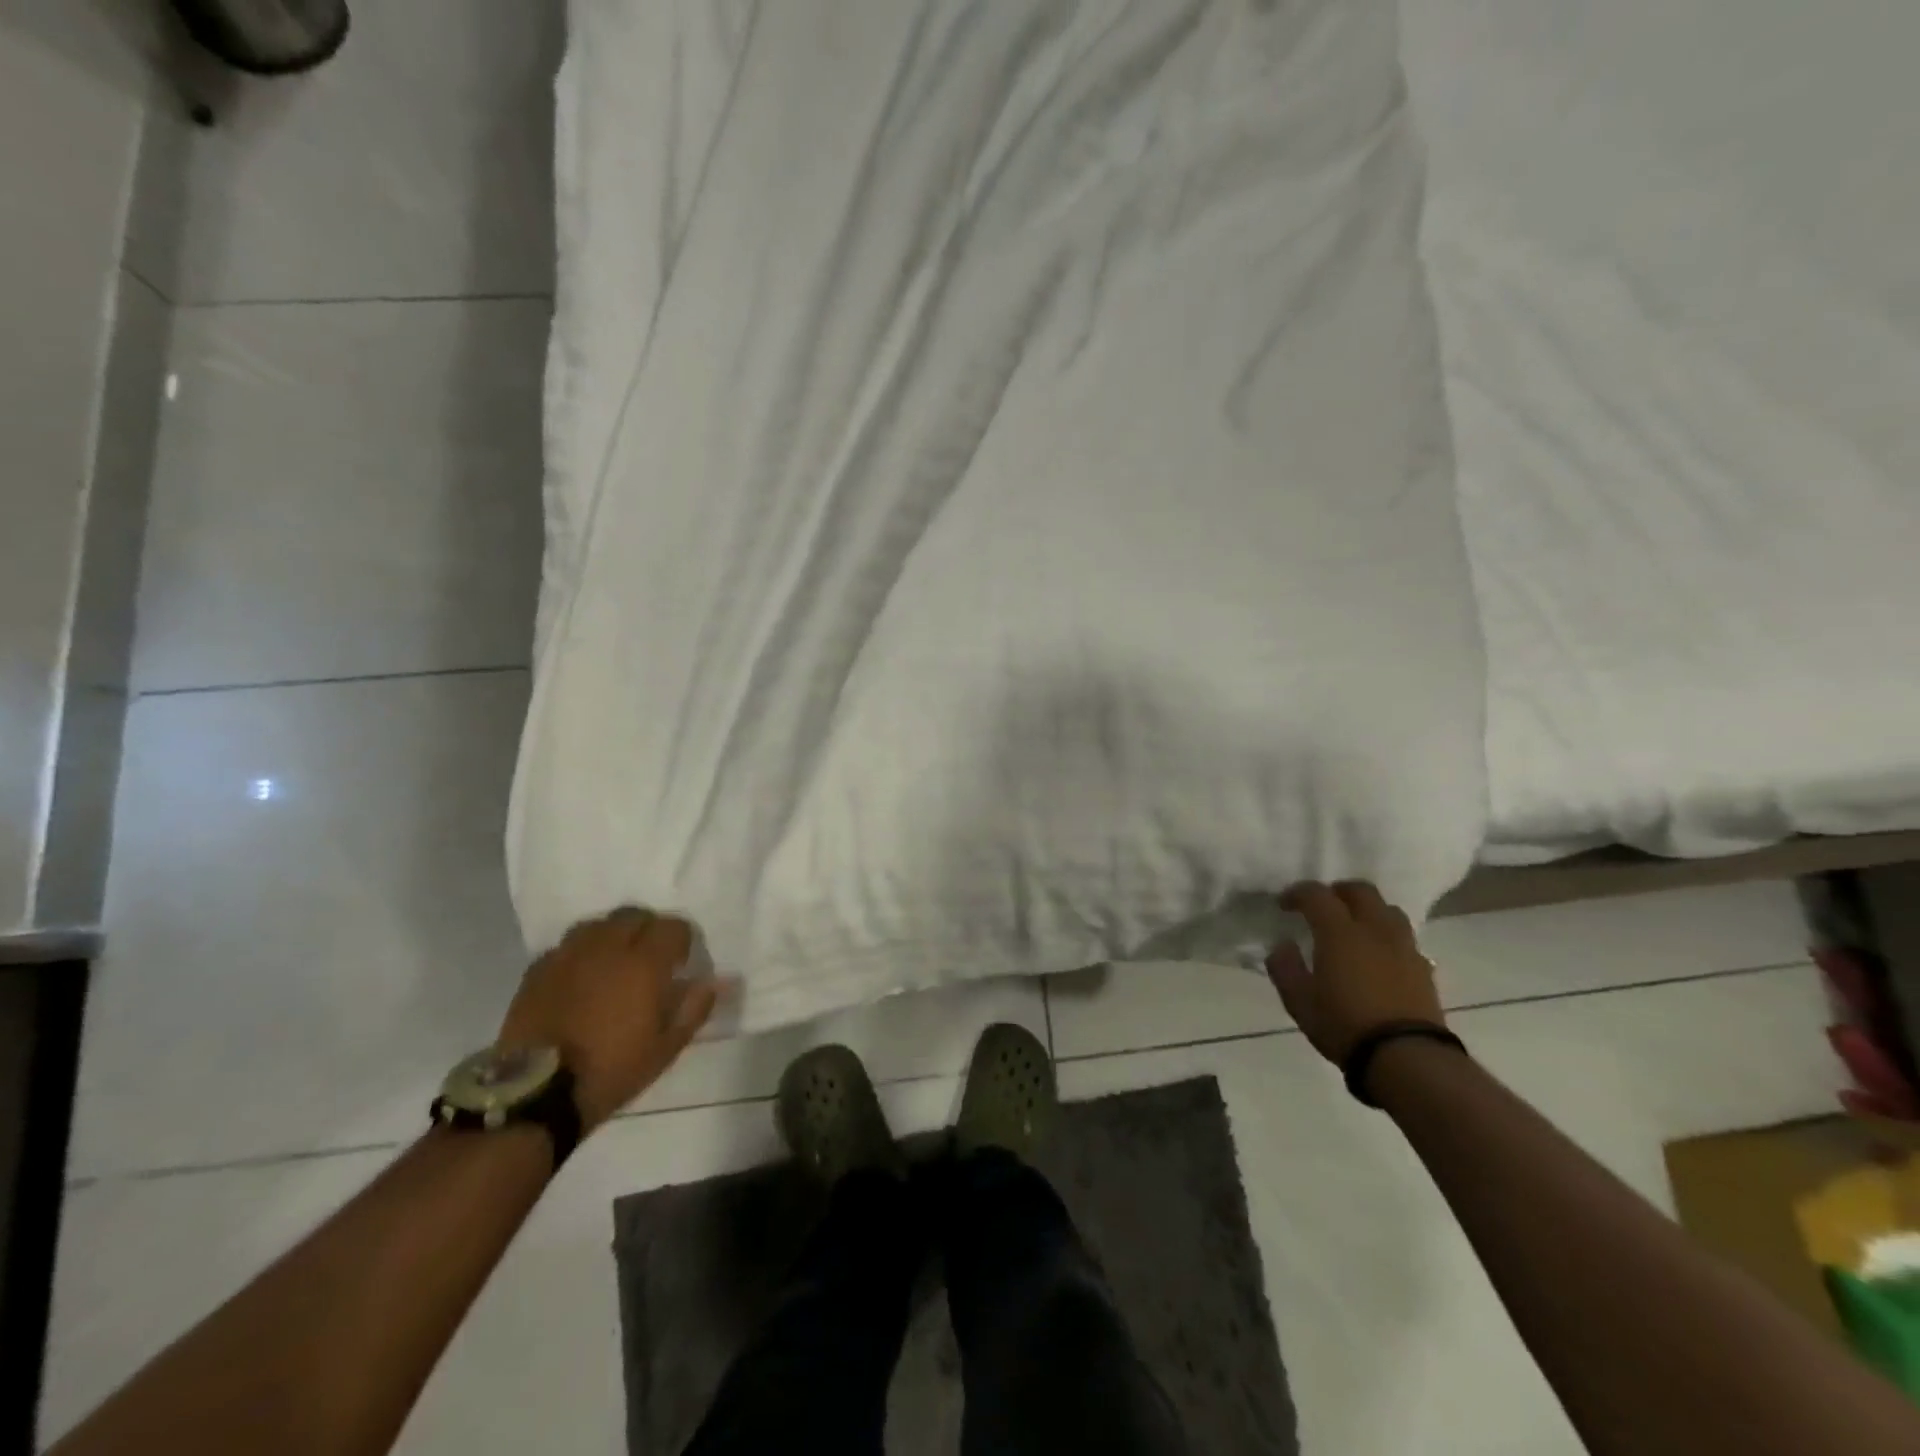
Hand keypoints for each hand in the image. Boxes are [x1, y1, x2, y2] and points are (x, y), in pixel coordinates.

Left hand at [498, 908, 720, 1132]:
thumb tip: (717, 981)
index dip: (682, 941)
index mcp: (644, 962)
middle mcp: (607, 946)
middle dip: (647, 930)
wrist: (536, 1094)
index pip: (673, 926)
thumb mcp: (666, 1047)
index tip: (682, 964)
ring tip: (614, 962)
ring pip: (597, 925)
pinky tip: (580, 977)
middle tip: (650, 959)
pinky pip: (566, 947)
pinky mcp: (537, 970)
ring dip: (612, 936)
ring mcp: (568, 955)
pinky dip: (579, 954)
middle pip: (634, 915)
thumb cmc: (612, 1069)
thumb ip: (695, 1007)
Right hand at [1266, 881, 1443, 1064]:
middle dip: (1338, 892)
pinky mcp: (1424, 969)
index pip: (1317, 895)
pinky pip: (1404, 938)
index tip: (1284, 905)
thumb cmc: (1344, 1025)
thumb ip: (1285, 967)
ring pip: (1389, 910)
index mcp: (1339, 932)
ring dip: (1368, 910)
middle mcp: (1374, 930)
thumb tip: (1283, 946)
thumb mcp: (1298, 1001)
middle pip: (1361, 891)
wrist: (1407, 1058)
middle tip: (1322, 906)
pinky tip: (1378, 957)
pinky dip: (1387, 937)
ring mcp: (1404, 948)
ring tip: (1354, 928)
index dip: (1297, 893)